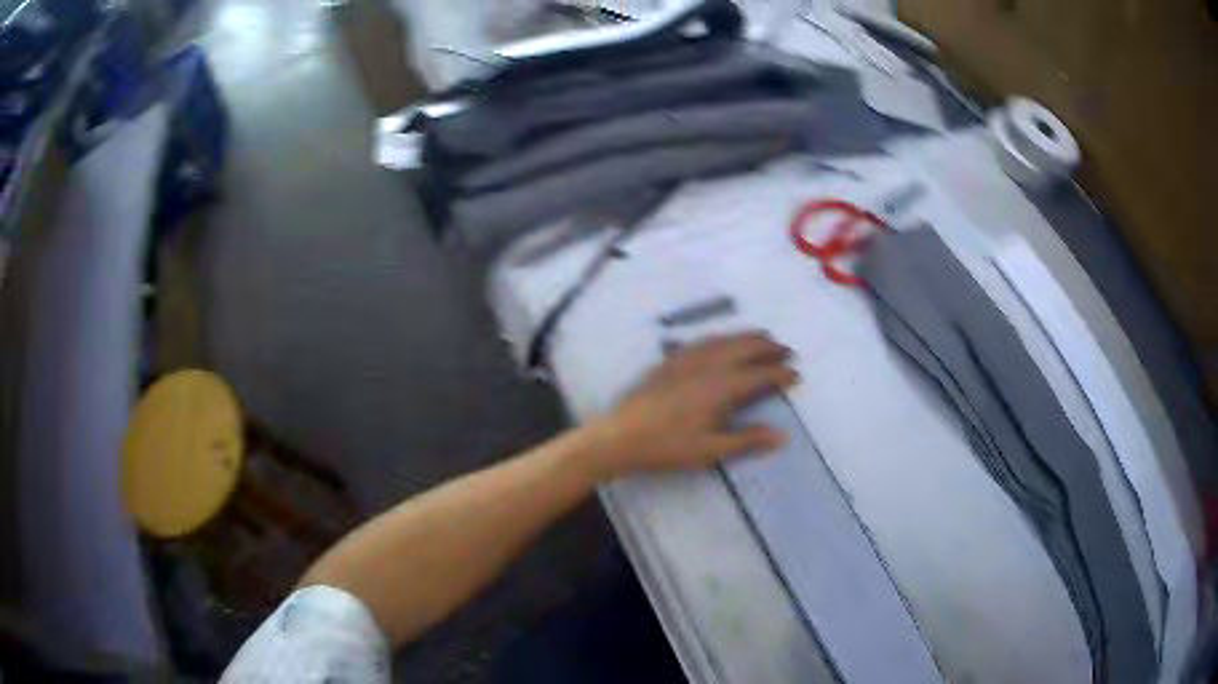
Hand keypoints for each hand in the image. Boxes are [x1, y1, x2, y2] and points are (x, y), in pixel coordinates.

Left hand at [587, 332, 798, 478]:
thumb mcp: (710, 450)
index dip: (780, 374)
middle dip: (768, 347)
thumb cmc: (667, 447)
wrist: (620, 435)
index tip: (796, 375)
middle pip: (744, 348)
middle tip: (786, 350)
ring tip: (762, 337)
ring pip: (724, 340)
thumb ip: (747, 439)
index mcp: (721, 387)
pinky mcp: (670, 360)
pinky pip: (703, 341)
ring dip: (747, 337)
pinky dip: (722, 337)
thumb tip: (782, 435)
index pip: (759, 375)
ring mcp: (686, 359)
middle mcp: (707, 365)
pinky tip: (722, 341)